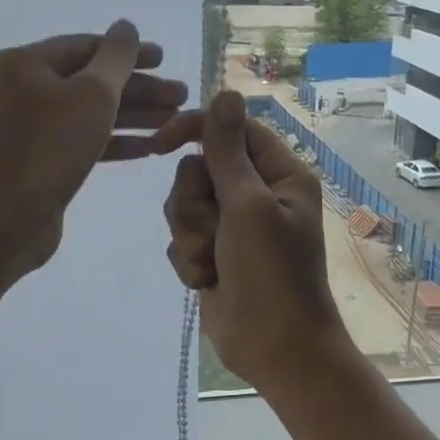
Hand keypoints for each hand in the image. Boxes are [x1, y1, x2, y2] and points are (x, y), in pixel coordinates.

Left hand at [0, 21, 187, 277]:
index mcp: (28, 64)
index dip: (131, 52)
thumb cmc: (50, 148)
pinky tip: (148, 148)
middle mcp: (25, 89)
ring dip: (134, 116)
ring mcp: (31, 127)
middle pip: (91, 80)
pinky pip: (83, 140)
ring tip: (174, 121)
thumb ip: (116, 58)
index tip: (167, 60)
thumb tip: (126, 27)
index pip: (87, 46)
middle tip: (181, 96)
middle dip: (139, 89)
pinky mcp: (41, 160)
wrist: (7, 219)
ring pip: (91, 112)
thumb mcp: (92, 94)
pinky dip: (114, 142)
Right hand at [159, 91, 350, 388]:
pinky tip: (208, 280)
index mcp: (279, 174)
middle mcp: (256, 194)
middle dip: (194, 204)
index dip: (194, 130)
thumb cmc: (271, 275)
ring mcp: (232, 225)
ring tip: (211, 262)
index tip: (160, 144)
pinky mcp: (212, 252)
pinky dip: (189, 259)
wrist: (273, 348)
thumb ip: (227, 151)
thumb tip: (225, 91)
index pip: (230, 129)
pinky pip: (181, 237)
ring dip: (190, 236)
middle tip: (215, 231)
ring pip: (183, 204)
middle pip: (197, 169)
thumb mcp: (248, 207)